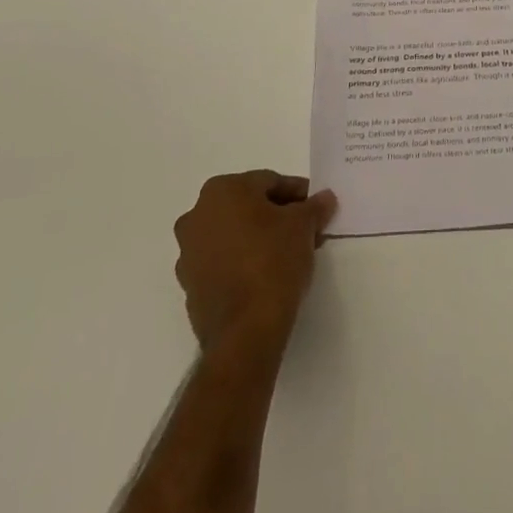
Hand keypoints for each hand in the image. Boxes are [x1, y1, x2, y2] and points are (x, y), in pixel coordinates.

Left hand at [174, 171, 336, 353]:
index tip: (316, 208)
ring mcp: (188, 252)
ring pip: (234, 234)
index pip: (269, 182)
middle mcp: (197, 215)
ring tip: (289, 255)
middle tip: (306, 230)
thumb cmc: (273, 261)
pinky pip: (223, 261)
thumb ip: (314, 207)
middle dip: (278, 215)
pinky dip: (243, 261)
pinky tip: (267, 275)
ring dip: (259, 238)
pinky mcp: (190, 285)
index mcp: (222, 190)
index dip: (297, 194)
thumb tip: (324, 198)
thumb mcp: (303, 226)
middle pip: (248, 207)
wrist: (245, 331)